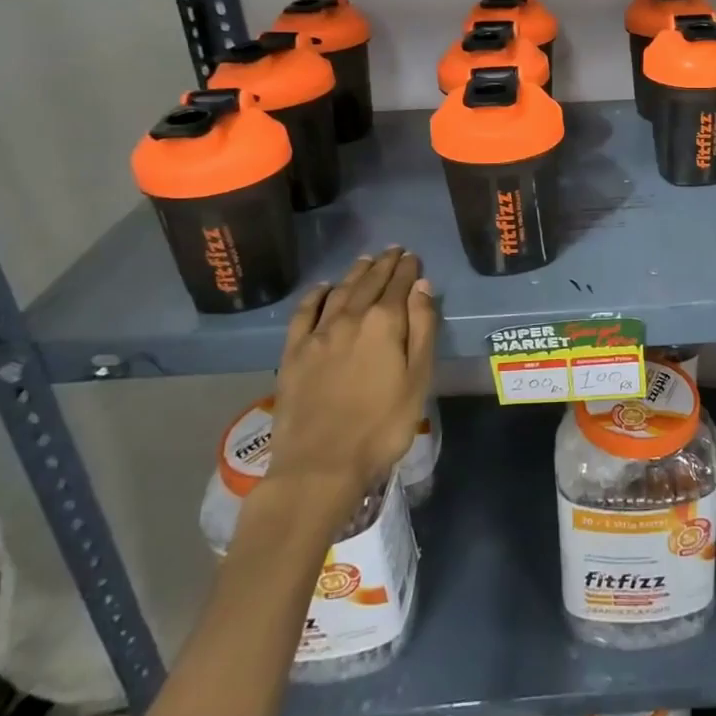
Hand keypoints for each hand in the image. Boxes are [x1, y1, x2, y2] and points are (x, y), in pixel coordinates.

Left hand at [264, 248, 437, 505]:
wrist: (320, 464)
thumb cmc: (382, 426)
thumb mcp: (418, 379)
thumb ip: (422, 329)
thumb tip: (422, 287)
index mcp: (384, 323)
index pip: (400, 285)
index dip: (408, 269)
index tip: (413, 256)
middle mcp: (350, 318)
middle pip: (369, 282)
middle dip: (384, 265)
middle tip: (394, 250)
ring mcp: (318, 334)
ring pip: (339, 291)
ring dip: (355, 273)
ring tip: (366, 260)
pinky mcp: (293, 353)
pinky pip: (304, 312)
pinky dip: (316, 295)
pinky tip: (323, 288)